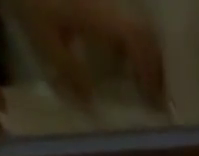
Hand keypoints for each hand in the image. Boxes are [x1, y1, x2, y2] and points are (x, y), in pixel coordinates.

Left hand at [17, 0, 166, 110]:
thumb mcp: (45, 41)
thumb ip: (71, 73)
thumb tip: (93, 103)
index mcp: (104, 16)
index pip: (140, 44)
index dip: (151, 73)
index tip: (153, 101)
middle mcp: (109, 0)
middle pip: (144, 31)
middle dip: (152, 64)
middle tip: (152, 92)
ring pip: (133, 21)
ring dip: (139, 50)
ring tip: (136, 76)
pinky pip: (115, 14)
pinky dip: (122, 37)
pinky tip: (112, 51)